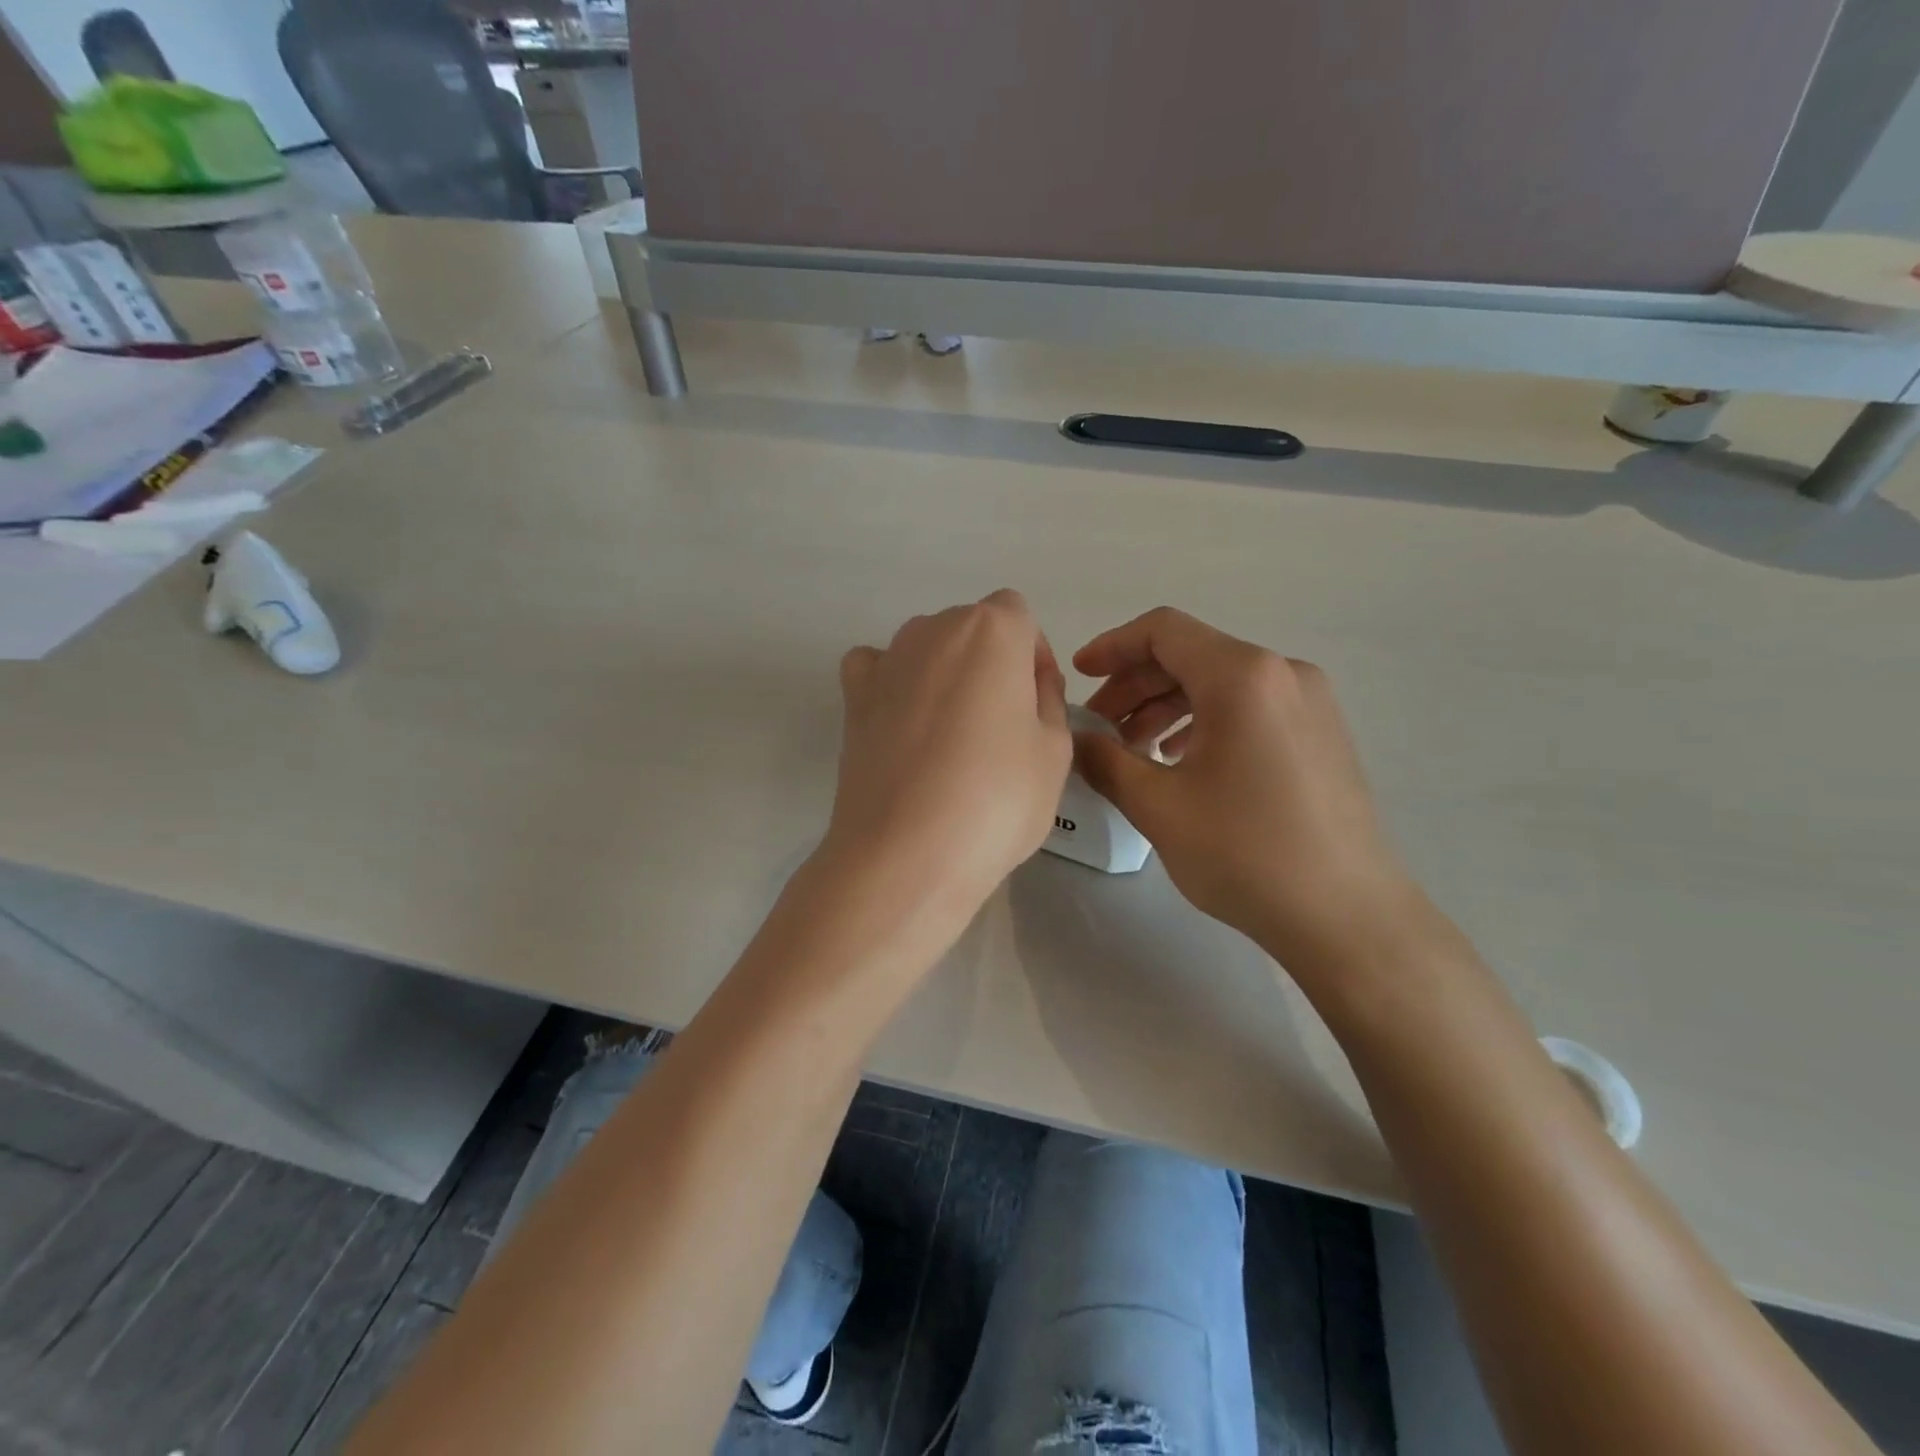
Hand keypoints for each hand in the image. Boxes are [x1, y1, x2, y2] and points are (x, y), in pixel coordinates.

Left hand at [823, 591, 1072, 931]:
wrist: (905, 853)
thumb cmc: (996, 800)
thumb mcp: (1055, 750)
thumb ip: (1048, 698)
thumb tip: (1027, 682)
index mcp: (992, 629)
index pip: (1020, 617)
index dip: (1032, 658)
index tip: (1035, 705)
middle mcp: (934, 628)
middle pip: (972, 630)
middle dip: (991, 664)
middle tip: (1000, 728)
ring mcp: (886, 659)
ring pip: (928, 649)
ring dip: (945, 676)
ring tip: (951, 739)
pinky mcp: (852, 696)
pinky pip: (879, 670)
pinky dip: (894, 685)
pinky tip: (904, 726)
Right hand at [1072, 607, 1424, 974]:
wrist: (1347, 917)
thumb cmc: (1245, 853)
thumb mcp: (1157, 806)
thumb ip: (1105, 761)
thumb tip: (1078, 739)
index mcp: (1243, 676)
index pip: (1164, 631)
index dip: (1112, 646)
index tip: (1079, 676)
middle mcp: (1283, 673)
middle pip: (1192, 655)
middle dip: (1135, 685)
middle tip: (1099, 727)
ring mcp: (1310, 703)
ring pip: (1220, 683)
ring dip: (1167, 706)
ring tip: (1134, 751)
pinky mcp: (1320, 734)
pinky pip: (1250, 708)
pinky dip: (1204, 722)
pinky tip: (1182, 763)